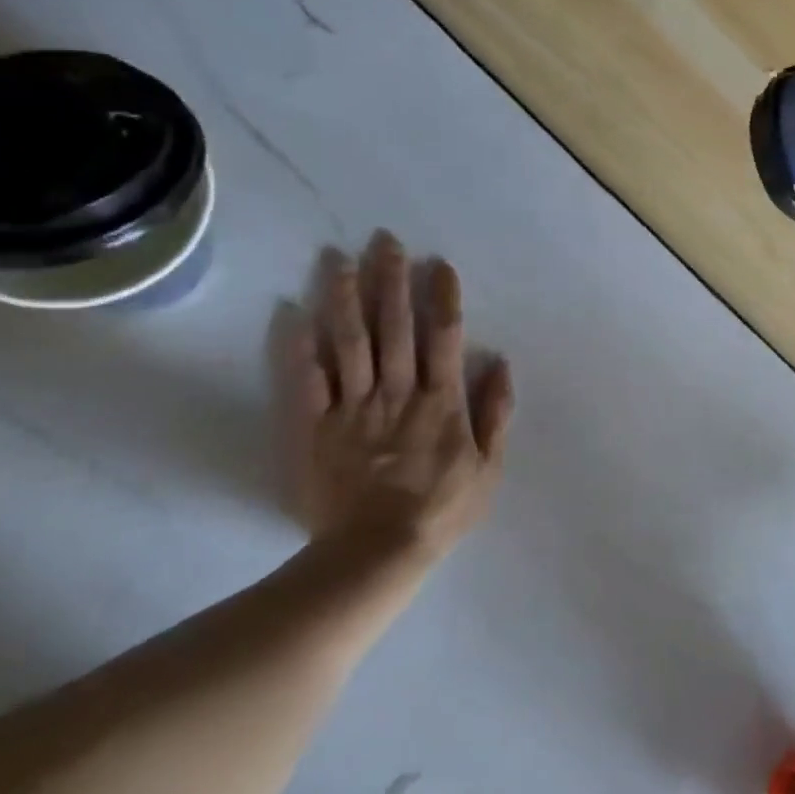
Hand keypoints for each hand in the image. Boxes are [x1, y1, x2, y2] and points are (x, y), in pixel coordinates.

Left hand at [279, 231, 512, 567]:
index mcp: (441, 400)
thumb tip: (500, 362)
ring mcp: (355, 407)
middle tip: (386, 241)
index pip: (444, 337)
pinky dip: (300, 346)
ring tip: (340, 259)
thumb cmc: (442, 508)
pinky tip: (294, 312)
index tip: (439, 264)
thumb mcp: (489, 466)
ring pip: (350, 342)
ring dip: (347, 298)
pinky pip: (308, 381)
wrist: (376, 552)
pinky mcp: (318, 427)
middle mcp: (398, 392)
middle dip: (392, 281)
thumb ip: (496, 412)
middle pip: (394, 327)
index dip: (443, 298)